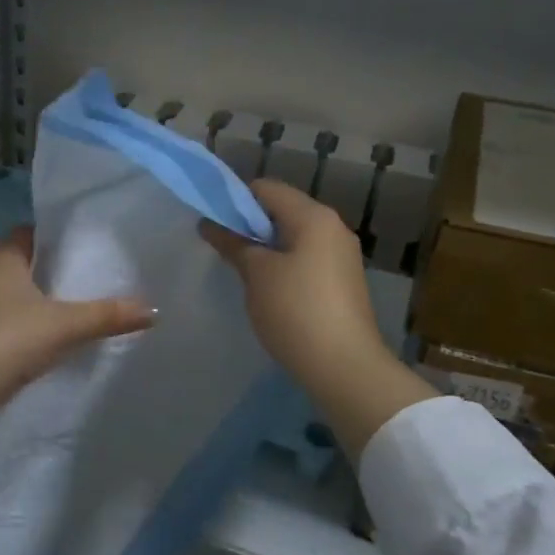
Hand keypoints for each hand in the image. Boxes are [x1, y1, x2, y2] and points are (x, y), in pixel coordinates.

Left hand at [0, 227, 153, 468]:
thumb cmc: (8, 340)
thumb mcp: (66, 326)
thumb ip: (108, 315)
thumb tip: (154, 309)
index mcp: (2, 260)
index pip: (27, 233)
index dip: (52, 237)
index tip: (80, 246)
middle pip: (18, 265)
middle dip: (47, 272)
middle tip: (83, 280)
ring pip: (7, 297)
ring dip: (31, 303)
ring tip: (67, 312)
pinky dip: (18, 329)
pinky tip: (38, 344)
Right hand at [200, 180, 434, 459]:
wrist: (344, 366)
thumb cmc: (295, 311)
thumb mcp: (256, 274)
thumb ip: (233, 243)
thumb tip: (210, 223)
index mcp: (313, 216)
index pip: (266, 188)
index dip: (234, 200)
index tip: (212, 223)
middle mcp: (333, 227)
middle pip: (282, 210)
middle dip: (250, 225)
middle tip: (223, 248)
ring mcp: (342, 255)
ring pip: (294, 236)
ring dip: (266, 247)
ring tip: (242, 271)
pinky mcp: (343, 281)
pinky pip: (306, 258)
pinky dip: (284, 264)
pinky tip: (268, 290)